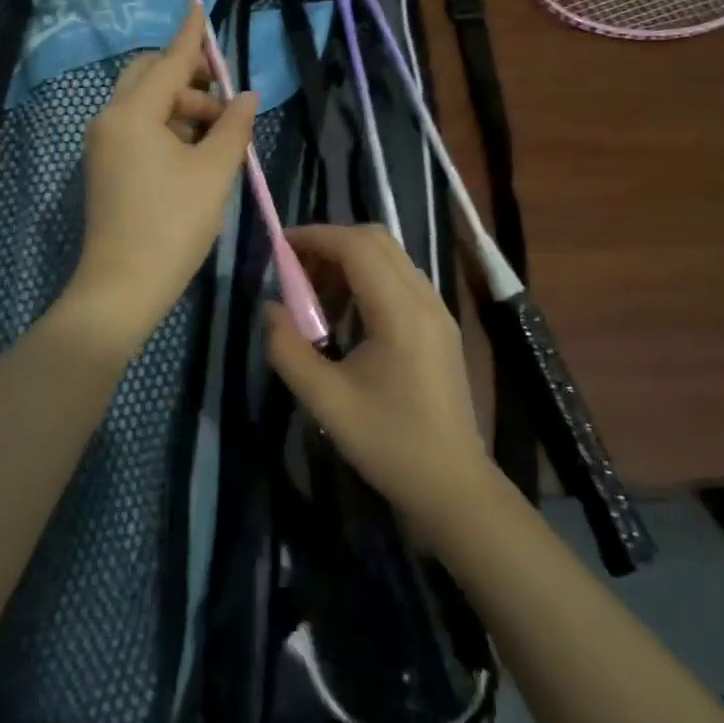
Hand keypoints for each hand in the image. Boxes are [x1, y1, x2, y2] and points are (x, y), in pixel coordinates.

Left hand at [69, 7, 258, 349]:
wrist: (123, 286)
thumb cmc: (173, 224)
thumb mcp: (214, 172)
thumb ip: (233, 127)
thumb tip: (246, 97)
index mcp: (133, 114)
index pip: (168, 61)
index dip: (190, 35)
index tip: (199, 5)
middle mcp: (110, 119)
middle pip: (149, 77)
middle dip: (188, 77)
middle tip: (224, 98)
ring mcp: (104, 144)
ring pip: (145, 104)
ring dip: (182, 106)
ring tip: (220, 133)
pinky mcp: (106, 166)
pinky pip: (138, 128)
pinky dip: (167, 127)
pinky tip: (196, 149)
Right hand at [265, 225, 495, 529]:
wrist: (453, 485)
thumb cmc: (389, 444)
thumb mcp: (326, 402)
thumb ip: (289, 350)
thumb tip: (270, 309)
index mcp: (400, 312)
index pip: (357, 247)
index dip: (316, 237)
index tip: (280, 247)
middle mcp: (424, 299)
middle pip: (376, 240)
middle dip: (331, 243)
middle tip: (295, 271)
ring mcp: (437, 310)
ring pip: (390, 257)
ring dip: (349, 260)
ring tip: (314, 295)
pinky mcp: (440, 325)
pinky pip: (400, 279)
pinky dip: (368, 278)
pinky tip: (346, 315)